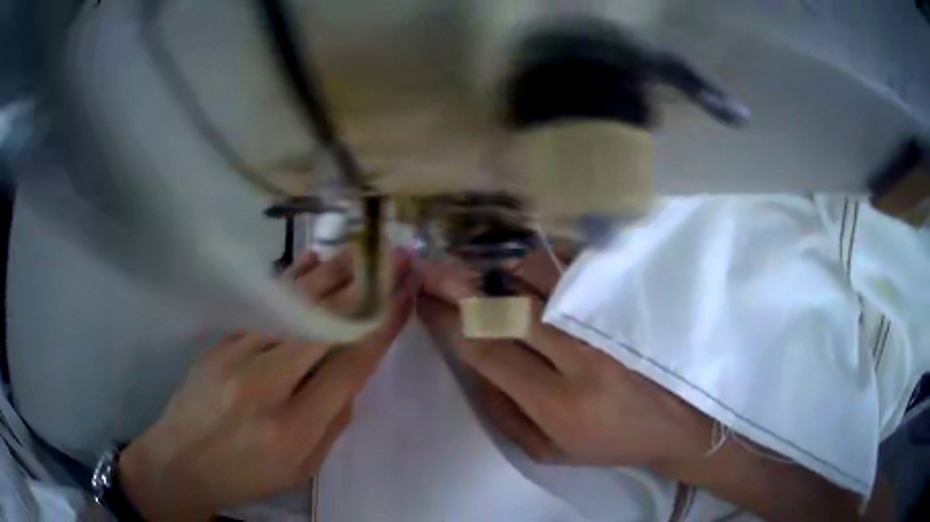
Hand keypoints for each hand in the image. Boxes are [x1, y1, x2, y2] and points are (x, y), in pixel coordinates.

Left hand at [119, 249, 412, 520]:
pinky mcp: (219, 343)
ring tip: (358, 251)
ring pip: (291, 308)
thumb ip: (332, 424)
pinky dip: (288, 282)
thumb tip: (352, 377)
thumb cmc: (245, 476)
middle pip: (322, 328)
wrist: (180, 462)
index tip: (403, 295)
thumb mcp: (300, 470)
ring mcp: (236, 357)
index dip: (380, 328)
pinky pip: (261, 308)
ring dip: (329, 276)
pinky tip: (309, 260)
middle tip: (391, 258)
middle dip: (363, 290)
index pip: (348, 368)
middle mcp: (266, 385)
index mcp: (294, 428)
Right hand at [417, 250, 710, 467]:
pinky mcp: (625, 306)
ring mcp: (605, 325)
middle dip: (461, 284)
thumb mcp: (549, 450)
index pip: (488, 351)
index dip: (448, 322)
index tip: (424, 300)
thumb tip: (471, 365)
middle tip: (431, 266)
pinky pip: (576, 270)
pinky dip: (540, 260)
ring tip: (475, 262)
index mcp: (557, 403)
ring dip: (499, 267)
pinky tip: (519, 257)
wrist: (676, 423)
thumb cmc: (608, 443)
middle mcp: (580, 356)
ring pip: (541, 278)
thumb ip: (503, 414)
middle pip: (509, 306)